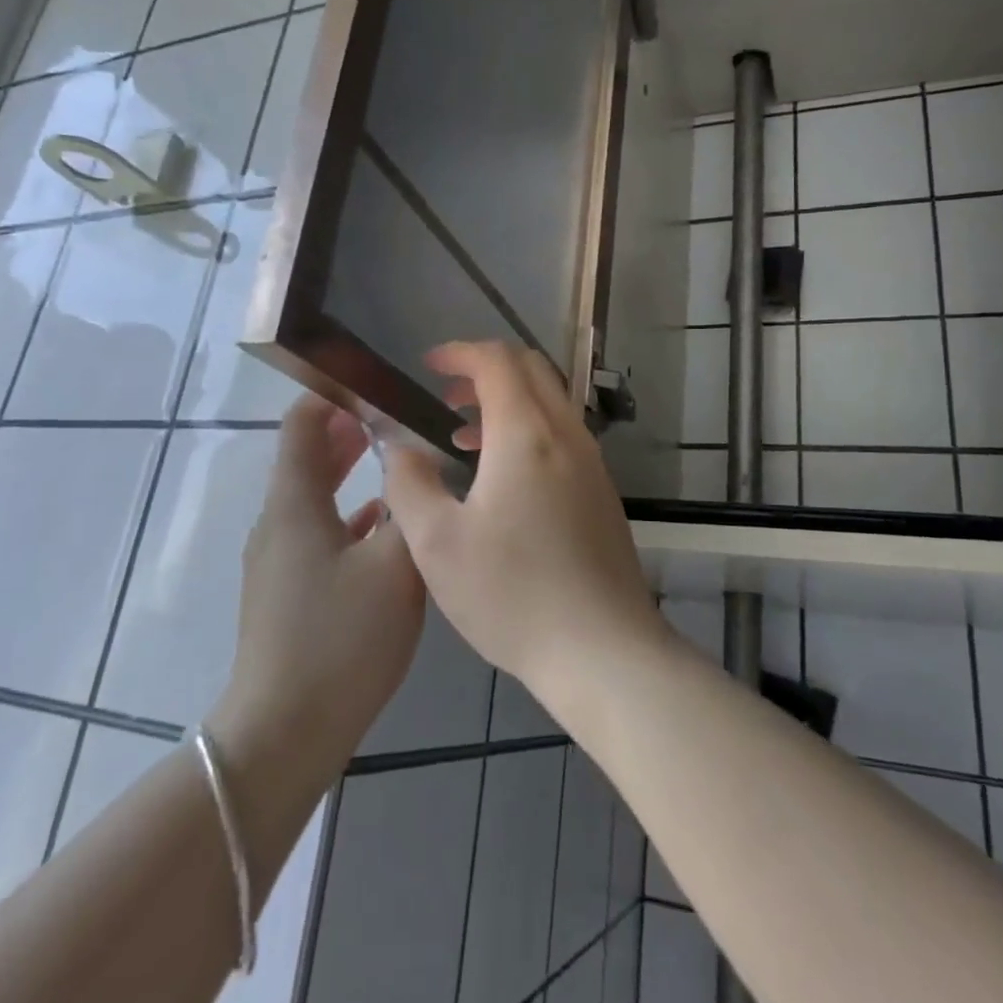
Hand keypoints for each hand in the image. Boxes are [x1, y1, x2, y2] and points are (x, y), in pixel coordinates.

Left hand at [211, 396, 424, 765]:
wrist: (284, 732)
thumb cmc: (339, 639)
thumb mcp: (394, 568)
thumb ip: (411, 509)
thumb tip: (419, 465)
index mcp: (294, 504)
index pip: (302, 424)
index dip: (332, 394)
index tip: (374, 380)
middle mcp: (278, 522)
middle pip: (307, 457)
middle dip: (347, 430)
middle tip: (396, 414)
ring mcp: (279, 560)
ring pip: (315, 496)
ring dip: (349, 472)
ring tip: (395, 458)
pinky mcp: (289, 592)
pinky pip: (320, 532)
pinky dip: (349, 515)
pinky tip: (383, 525)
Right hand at [382, 341, 665, 704]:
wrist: (603, 650)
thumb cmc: (512, 594)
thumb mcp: (437, 543)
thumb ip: (409, 483)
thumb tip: (399, 448)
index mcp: (527, 434)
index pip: (498, 360)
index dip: (459, 353)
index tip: (428, 367)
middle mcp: (568, 436)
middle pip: (532, 371)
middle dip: (485, 370)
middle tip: (446, 395)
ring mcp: (593, 464)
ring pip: (550, 404)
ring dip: (507, 403)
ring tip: (463, 434)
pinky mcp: (602, 493)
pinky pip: (563, 436)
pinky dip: (529, 431)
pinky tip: (502, 478)